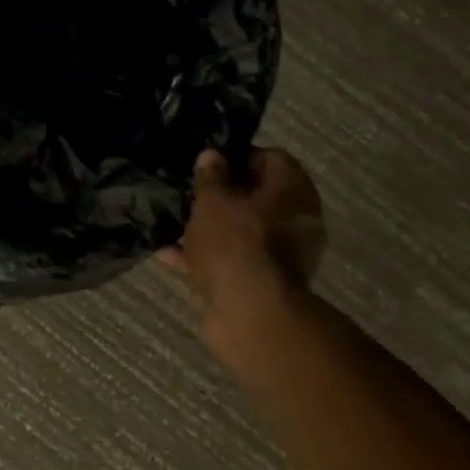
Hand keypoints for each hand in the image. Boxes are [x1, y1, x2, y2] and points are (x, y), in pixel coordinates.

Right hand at [161, 148, 325, 341]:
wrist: (251, 313)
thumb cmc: (234, 244)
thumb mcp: (212, 202)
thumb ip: (210, 177)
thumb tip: (212, 155)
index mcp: (293, 188)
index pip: (269, 157)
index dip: (235, 158)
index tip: (205, 167)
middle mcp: (297, 218)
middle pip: (257, 197)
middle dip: (221, 197)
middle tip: (189, 196)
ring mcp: (284, 254)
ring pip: (243, 231)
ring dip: (211, 229)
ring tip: (174, 228)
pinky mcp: (266, 283)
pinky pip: (235, 260)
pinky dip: (208, 256)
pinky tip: (172, 256)